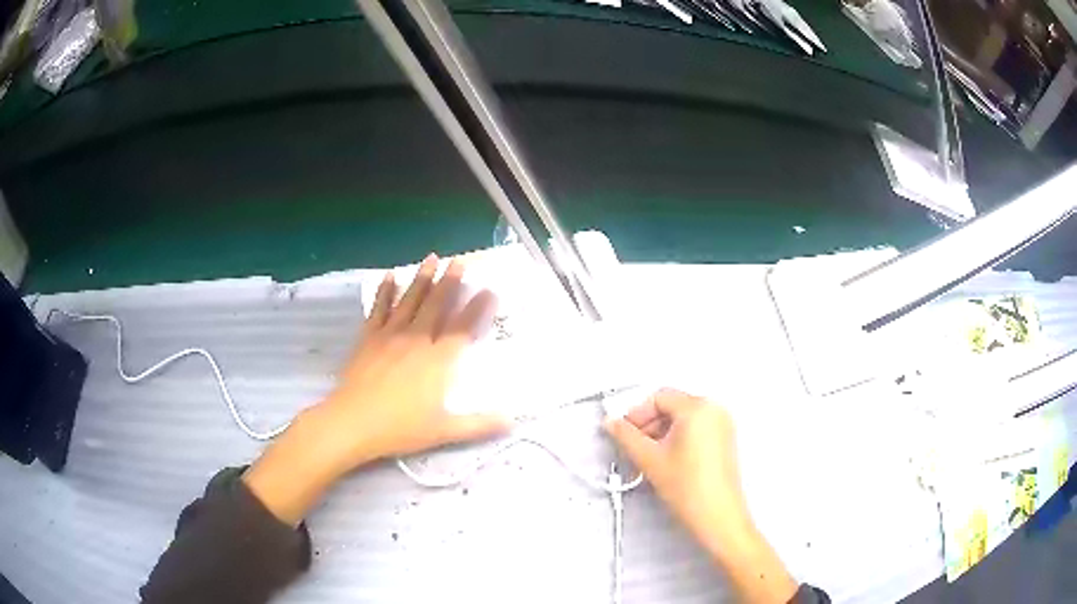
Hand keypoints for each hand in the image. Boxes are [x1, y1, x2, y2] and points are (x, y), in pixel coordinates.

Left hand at [312, 253, 509, 470]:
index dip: (478, 308)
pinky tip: (389, 276)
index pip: (463, 328)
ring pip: (410, 300)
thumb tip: (513, 421)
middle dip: (450, 281)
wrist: (354, 421)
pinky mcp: (368, 337)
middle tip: (460, 261)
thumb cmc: (401, 428)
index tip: (489, 290)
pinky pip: (379, 308)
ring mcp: (391, 335)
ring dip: (422, 278)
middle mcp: (417, 340)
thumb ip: (480, 424)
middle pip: (437, 305)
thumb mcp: (446, 431)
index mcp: (438, 361)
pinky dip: (385, 291)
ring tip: (432, 258)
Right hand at [606, 389, 797, 602]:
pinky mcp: (724, 439)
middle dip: (648, 423)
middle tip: (633, 442)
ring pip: (683, 417)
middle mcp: (714, 410)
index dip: (636, 414)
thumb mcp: (649, 459)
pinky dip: (678, 437)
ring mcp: (722, 424)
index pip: (658, 397)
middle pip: (671, 404)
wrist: (716, 515)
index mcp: (697, 408)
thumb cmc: (694, 491)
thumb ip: (626, 436)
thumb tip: (614, 424)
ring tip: (649, 455)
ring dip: (662, 431)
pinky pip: (695, 427)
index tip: (624, 429)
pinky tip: (666, 459)